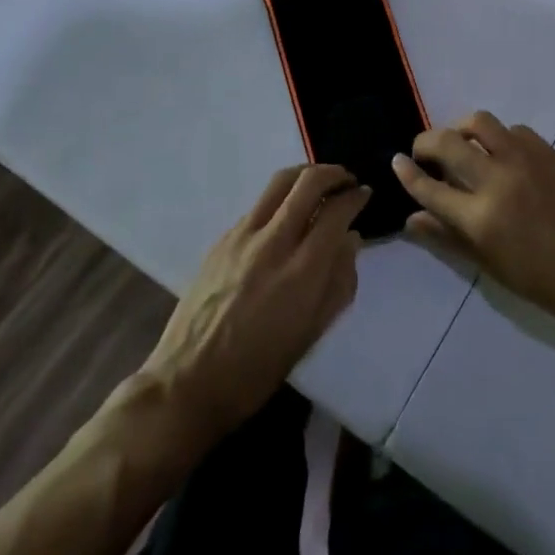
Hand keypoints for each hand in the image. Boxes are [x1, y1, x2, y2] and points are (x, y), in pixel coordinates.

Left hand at [143, 165, 368, 445]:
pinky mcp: (221, 239)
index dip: (356, 197)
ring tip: (319, 183)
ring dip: (306, 175)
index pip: (336, 212)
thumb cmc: (258, 369)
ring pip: (279, 182)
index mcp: (302, 272)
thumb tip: (351, 240)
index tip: (365, 195)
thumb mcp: (312, 334)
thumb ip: (339, 282)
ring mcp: (242, 236)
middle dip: (334, 173)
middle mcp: (273, 243)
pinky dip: (280, 199)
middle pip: (308, 183)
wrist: (189, 381)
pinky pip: (259, 204)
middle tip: (347, 180)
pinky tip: (285, 216)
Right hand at [393, 113, 554, 339]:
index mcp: (480, 218)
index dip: (407, 173)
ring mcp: (525, 159)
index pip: (429, 186)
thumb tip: (413, 220)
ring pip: (479, 122)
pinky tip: (500, 155)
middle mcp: (497, 179)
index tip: (396, 163)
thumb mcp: (493, 269)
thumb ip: (449, 239)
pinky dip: (496, 137)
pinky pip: (512, 130)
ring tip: (459, 145)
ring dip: (460, 129)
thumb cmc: (550, 285)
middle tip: (423, 153)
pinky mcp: (548, 151)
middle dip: (425, 143)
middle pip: (447, 142)